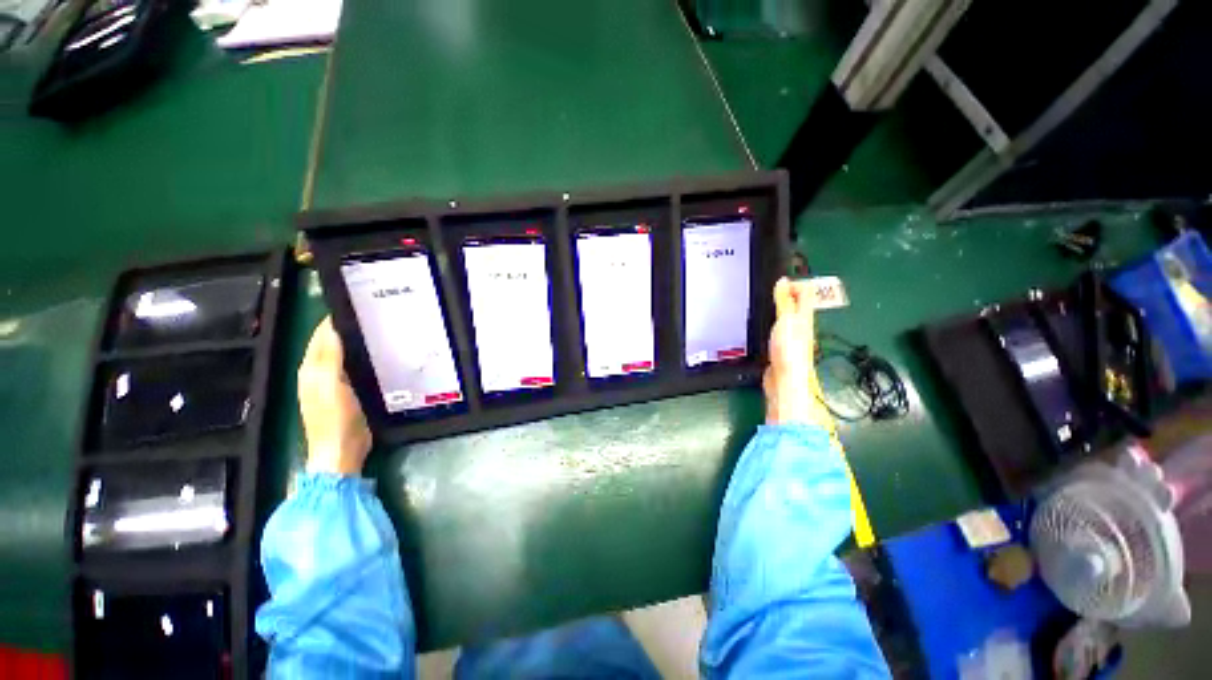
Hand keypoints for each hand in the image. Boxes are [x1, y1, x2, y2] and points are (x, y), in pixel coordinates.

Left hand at [298, 317, 371, 475]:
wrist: (342, 451)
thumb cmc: (335, 417)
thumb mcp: (331, 383)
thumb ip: (331, 356)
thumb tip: (333, 325)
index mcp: (311, 368)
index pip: (321, 335)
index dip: (335, 319)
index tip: (360, 306)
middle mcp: (318, 373)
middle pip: (332, 343)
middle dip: (349, 328)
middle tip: (377, 316)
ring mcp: (334, 383)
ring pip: (345, 354)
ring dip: (358, 342)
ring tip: (381, 330)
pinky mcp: (349, 392)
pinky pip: (355, 367)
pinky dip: (364, 357)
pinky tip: (380, 354)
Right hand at [764, 277, 829, 425]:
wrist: (784, 378)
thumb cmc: (789, 347)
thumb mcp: (787, 319)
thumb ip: (785, 301)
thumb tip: (784, 280)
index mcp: (804, 317)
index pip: (806, 294)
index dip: (795, 284)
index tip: (778, 279)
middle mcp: (800, 326)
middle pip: (795, 305)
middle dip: (785, 295)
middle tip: (770, 287)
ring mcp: (789, 338)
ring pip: (785, 317)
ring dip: (777, 308)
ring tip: (764, 301)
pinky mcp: (779, 348)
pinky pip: (775, 330)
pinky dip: (770, 323)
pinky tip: (761, 324)